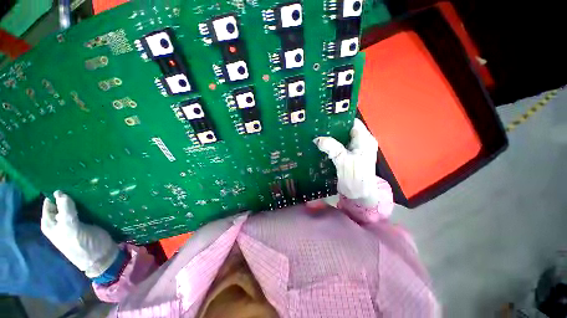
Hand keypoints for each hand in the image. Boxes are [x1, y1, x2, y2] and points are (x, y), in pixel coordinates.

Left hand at [41, 191, 118, 277]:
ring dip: (81, 197)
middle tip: (81, 184)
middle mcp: (59, 220)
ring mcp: (73, 220)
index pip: (50, 202)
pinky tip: (95, 196)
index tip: (69, 182)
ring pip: (74, 204)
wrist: (101, 256)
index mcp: (50, 223)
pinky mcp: (86, 220)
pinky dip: (88, 202)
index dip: (57, 193)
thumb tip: (60, 192)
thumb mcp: (71, 228)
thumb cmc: (82, 245)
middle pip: (62, 202)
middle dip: (70, 194)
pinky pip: (85, 208)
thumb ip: (65, 211)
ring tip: (89, 188)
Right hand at [314, 118, 379, 206]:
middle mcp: (360, 142)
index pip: (352, 122)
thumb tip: (317, 139)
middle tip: (316, 126)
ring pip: (340, 138)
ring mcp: (353, 149)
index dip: (339, 118)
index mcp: (364, 140)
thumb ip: (332, 148)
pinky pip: (337, 146)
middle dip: (331, 127)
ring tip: (315, 133)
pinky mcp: (347, 156)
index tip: (324, 117)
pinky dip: (329, 145)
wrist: (359, 196)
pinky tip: (319, 145)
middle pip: (345, 129)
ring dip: (329, 137)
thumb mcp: (344, 161)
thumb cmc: (356, 178)